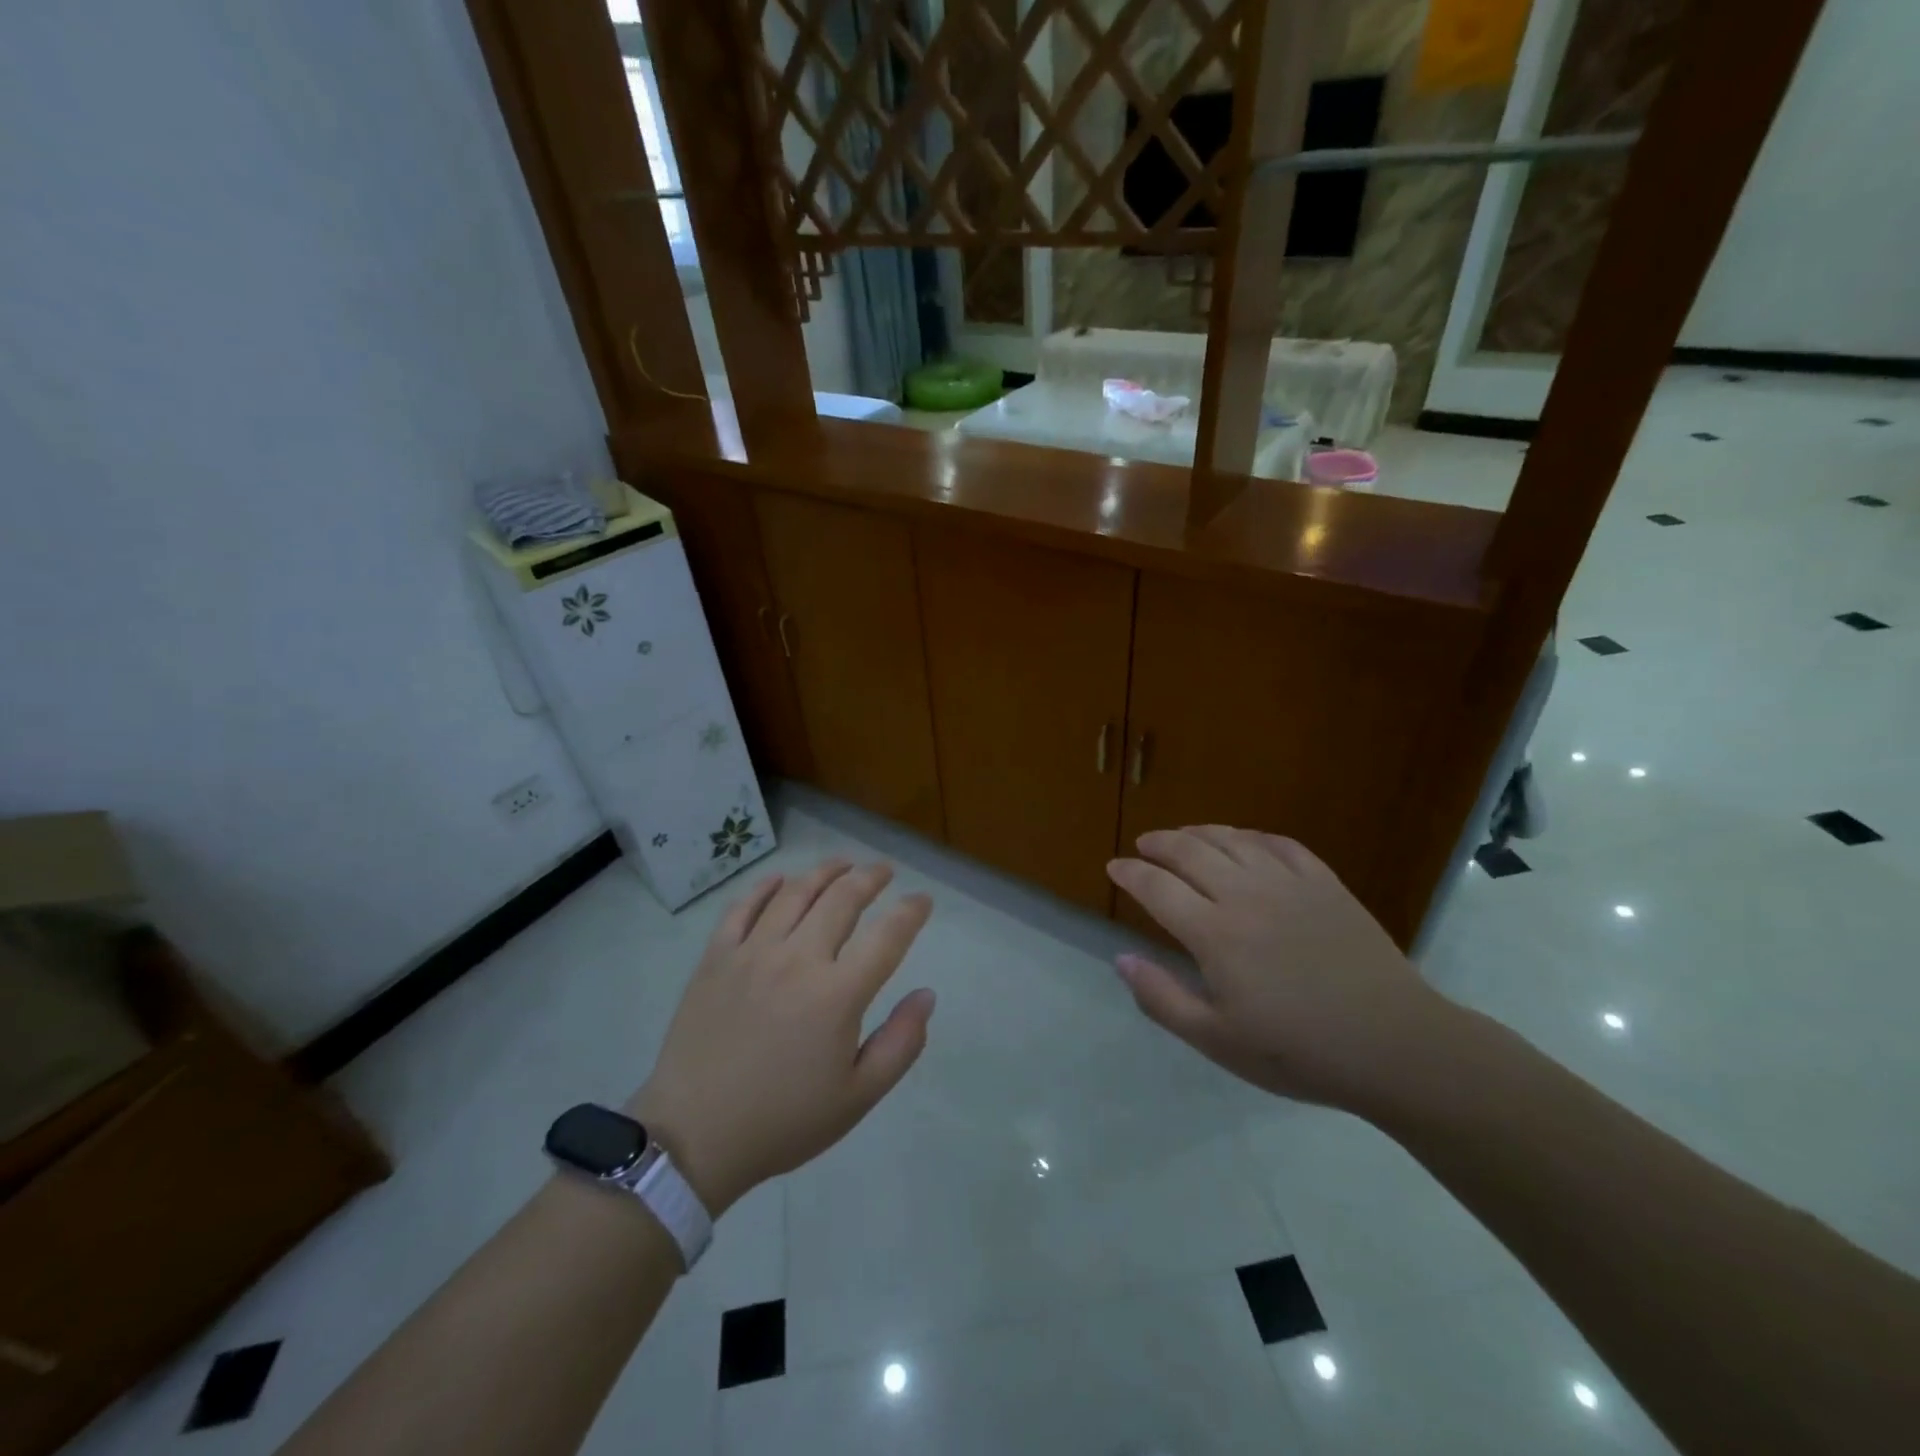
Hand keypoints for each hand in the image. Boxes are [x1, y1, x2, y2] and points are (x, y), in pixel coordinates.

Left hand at [628, 859, 934, 1214]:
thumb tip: (927, 995)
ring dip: (824, 872)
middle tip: (883, 870)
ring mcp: (752, 953)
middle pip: (842, 899)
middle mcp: (798, 959)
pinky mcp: (716, 957)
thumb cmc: (784, 1121)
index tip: (923, 900)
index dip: (910, 912)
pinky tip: (780, 879)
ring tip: (842, 864)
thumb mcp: (857, 1097)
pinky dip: (765, 887)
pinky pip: (742, 907)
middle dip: (870, 878)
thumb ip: (901, 1043)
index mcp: (837, 994)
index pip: (887, 936)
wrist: (694, 1136)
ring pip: (794, 893)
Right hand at [1106, 827, 1455, 1111]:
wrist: (1395, 1046)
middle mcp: (1245, 896)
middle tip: (1143, 845)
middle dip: (1158, 843)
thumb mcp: (1219, 1041)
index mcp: (1214, 934)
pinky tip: (1244, 842)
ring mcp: (1288, 884)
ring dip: (1199, 832)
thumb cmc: (1299, 1052)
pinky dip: (1251, 836)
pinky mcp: (1325, 883)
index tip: (1114, 867)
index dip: (1130, 873)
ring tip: (1183, 837)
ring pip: (1232, 839)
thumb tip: (1121, 959)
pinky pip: (1279, 844)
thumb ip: (1162, 999)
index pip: (1157, 888)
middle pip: (1189, 852)